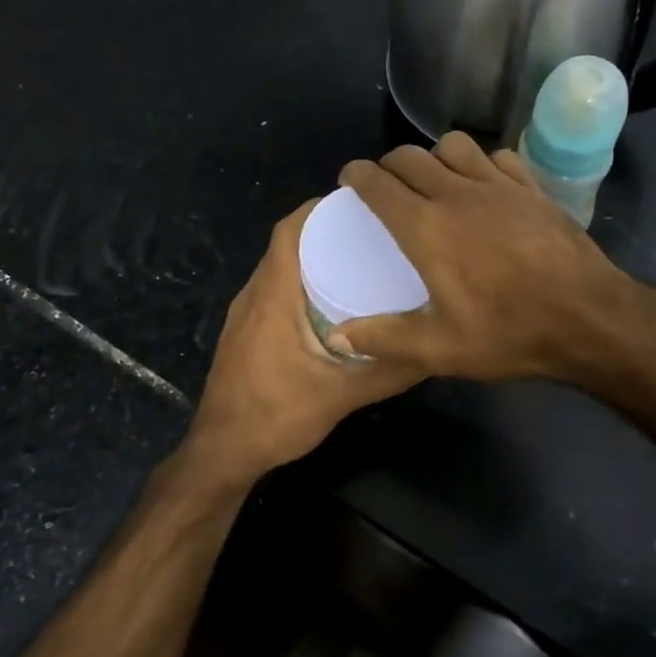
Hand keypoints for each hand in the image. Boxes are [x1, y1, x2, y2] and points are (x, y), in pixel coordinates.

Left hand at [183, 199, 425, 482]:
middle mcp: (253, 296)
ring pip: (278, 270)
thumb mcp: (341, 395)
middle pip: (285, 246)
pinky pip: (273, 293)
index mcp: (273, 297)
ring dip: (311, 260)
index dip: (318, 210)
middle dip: (324, 233)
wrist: (222, 451)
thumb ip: (387, 371)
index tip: (358, 204)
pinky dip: (300, 285)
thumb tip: (433, 349)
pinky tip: (330, 306)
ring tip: (357, 262)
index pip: (289, 232)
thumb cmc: (276, 416)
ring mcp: (244, 316)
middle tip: (371, 234)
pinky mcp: (243, 334)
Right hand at [334, 133, 639, 381]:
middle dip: (389, 164)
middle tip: (386, 186)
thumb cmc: (510, 334)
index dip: (357, 176)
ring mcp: (500, 186)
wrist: (590, 319)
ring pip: (454, 146)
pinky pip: (497, 157)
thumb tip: (338, 336)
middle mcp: (458, 194)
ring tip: (434, 181)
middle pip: (410, 157)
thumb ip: (384, 338)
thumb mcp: (439, 349)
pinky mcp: (532, 188)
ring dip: (434, 157)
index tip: (349, 179)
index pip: (379, 184)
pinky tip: (484, 186)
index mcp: (427, 228)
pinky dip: (480, 164)